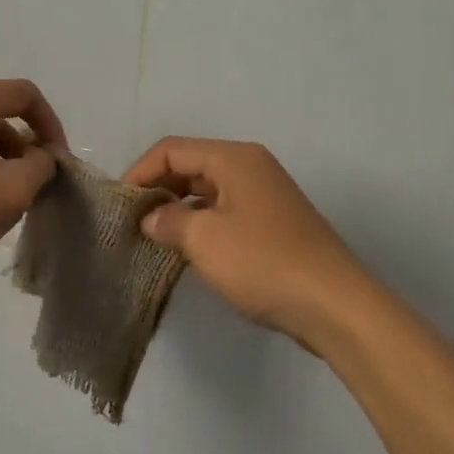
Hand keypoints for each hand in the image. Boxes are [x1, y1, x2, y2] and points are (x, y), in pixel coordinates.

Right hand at [125, 138, 371, 348]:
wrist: (333, 304)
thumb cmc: (263, 262)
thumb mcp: (204, 239)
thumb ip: (168, 221)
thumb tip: (150, 218)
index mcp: (234, 158)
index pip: (171, 150)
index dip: (139, 172)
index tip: (119, 206)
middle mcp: (250, 166)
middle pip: (190, 166)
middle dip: (158, 190)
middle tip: (132, 223)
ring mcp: (265, 195)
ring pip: (207, 191)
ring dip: (178, 210)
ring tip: (153, 238)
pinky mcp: (273, 223)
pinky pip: (225, 212)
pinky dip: (201, 224)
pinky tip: (187, 251)